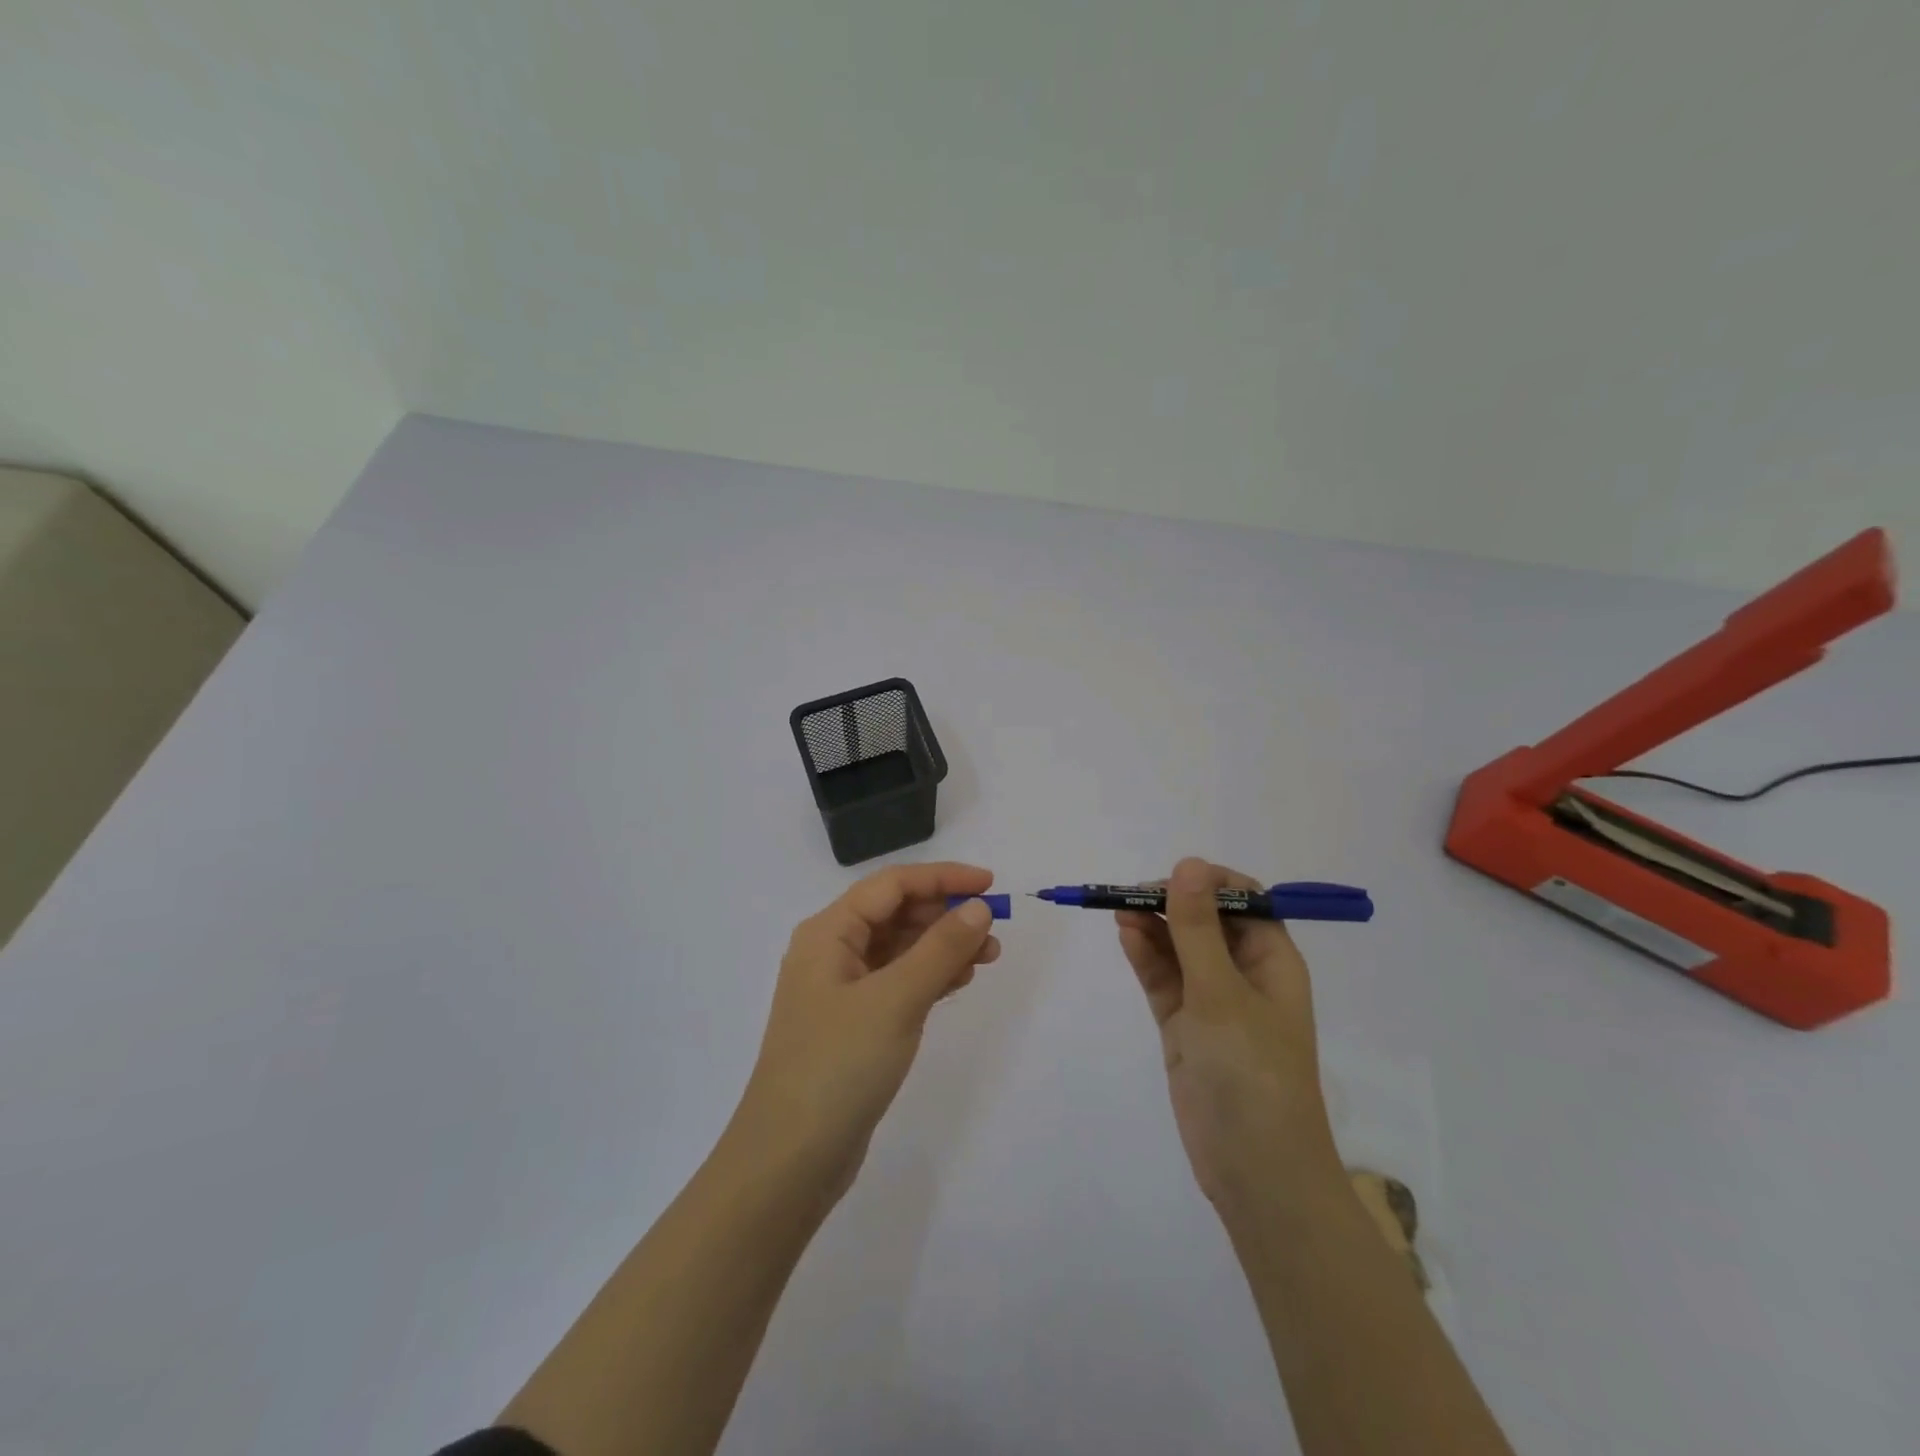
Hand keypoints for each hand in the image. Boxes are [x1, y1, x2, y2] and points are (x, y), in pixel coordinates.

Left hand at [730, 863, 1000, 1198]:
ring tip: (987, 957)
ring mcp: (841, 991)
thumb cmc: (838, 1066)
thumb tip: (978, 907)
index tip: (989, 883)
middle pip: (895, 913)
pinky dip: (929, 976)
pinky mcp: (853, 1024)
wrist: (789, 1161)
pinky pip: (897, 982)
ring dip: (942, 946)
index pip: (891, 885)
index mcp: (828, 933)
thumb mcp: (895, 1000)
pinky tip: (960, 981)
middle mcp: (831, 953)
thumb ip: (940, 949)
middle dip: (945, 915)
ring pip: (899, 949)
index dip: (942, 878)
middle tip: (993, 930)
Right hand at [1116, 858, 1342, 1216]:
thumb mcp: (1222, 992)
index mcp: (1272, 960)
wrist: (1255, 1170)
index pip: (1242, 900)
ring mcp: (1212, 1002)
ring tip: (1116, 909)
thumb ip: (1197, 928)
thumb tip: (1188, 864)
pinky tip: (1125, 935)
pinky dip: (1146, 956)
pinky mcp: (1186, 1026)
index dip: (1207, 883)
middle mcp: (1244, 974)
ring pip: (1179, 948)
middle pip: (1205, 921)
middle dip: (1170, 902)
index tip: (1170, 879)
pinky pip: (1164, 979)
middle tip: (1129, 894)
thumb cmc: (1252, 1071)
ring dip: (1152, 926)